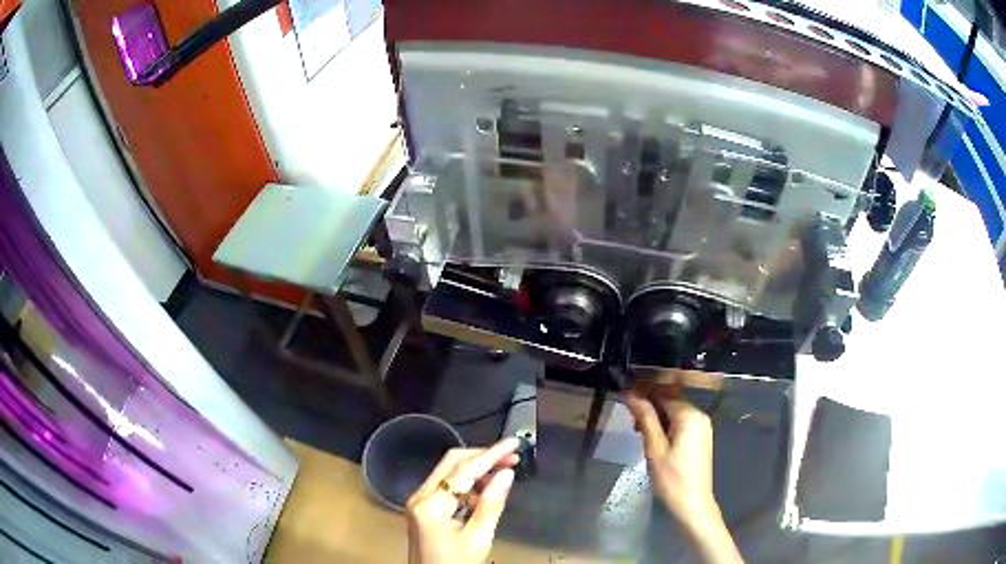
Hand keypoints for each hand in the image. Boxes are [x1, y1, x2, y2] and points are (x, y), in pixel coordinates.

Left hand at [405, 438, 519, 563]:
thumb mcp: (478, 539)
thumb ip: (492, 505)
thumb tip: (507, 474)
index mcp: (431, 505)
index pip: (463, 471)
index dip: (491, 454)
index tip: (514, 443)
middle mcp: (419, 497)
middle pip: (451, 463)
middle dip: (482, 457)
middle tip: (511, 458)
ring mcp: (418, 502)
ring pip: (448, 473)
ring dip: (475, 470)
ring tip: (502, 474)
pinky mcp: (422, 509)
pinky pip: (445, 487)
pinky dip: (466, 484)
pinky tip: (484, 492)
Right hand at [626, 391, 743, 563]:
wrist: (692, 503)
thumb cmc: (671, 478)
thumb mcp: (654, 448)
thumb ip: (645, 418)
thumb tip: (631, 394)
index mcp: (690, 416)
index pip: (664, 393)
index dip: (643, 392)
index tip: (624, 395)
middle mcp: (699, 416)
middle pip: (671, 400)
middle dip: (649, 404)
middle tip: (629, 417)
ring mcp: (702, 427)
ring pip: (674, 411)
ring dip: (656, 415)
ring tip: (637, 429)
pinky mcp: (700, 437)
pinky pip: (680, 422)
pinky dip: (665, 425)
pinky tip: (652, 437)